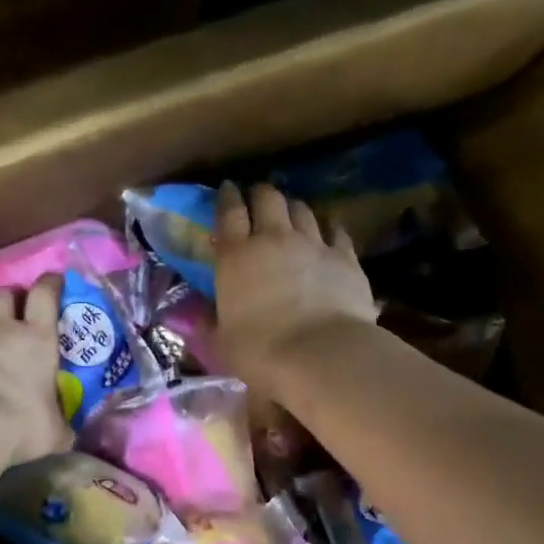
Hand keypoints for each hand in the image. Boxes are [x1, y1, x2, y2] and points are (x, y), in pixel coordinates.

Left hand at [0, 275, 70, 466]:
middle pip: (1, 294)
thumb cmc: (20, 426)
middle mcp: (0, 329)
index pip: (45, 296)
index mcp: (37, 340)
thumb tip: (68, 436)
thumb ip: (61, 427)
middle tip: (7, 312)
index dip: (49, 284)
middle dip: (5, 298)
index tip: (52, 280)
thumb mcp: (54, 433)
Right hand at [213, 182, 377, 387]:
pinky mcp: (345, 257)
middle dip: (260, 194)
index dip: (226, 196)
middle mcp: (273, 239)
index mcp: (235, 256)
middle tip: (257, 199)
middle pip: (267, 198)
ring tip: (290, 213)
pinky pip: (336, 230)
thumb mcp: (222, 342)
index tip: (227, 188)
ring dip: (292, 207)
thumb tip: (197, 317)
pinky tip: (328, 231)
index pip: (228, 212)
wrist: (321, 355)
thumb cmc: (261, 352)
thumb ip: (210, 323)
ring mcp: (312, 244)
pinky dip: (328, 227)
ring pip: (301, 209)